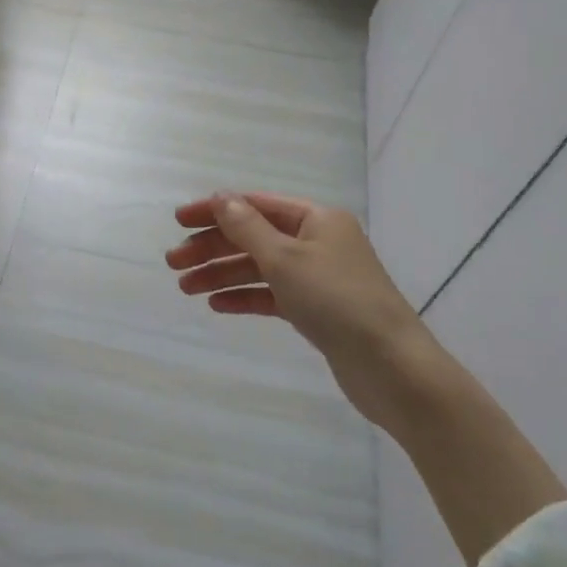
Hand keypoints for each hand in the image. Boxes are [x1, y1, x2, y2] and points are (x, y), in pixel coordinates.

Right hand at [166, 192, 437, 435]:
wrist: (393, 368)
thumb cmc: (337, 301)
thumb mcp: (285, 258)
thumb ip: (247, 227)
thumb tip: (219, 198)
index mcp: (315, 218)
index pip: (254, 205)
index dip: (214, 210)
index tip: (178, 221)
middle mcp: (317, 241)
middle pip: (253, 236)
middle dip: (212, 248)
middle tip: (173, 263)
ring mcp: (318, 277)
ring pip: (259, 268)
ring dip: (222, 275)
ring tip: (185, 289)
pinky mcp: (317, 310)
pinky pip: (272, 295)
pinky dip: (245, 297)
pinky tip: (217, 305)